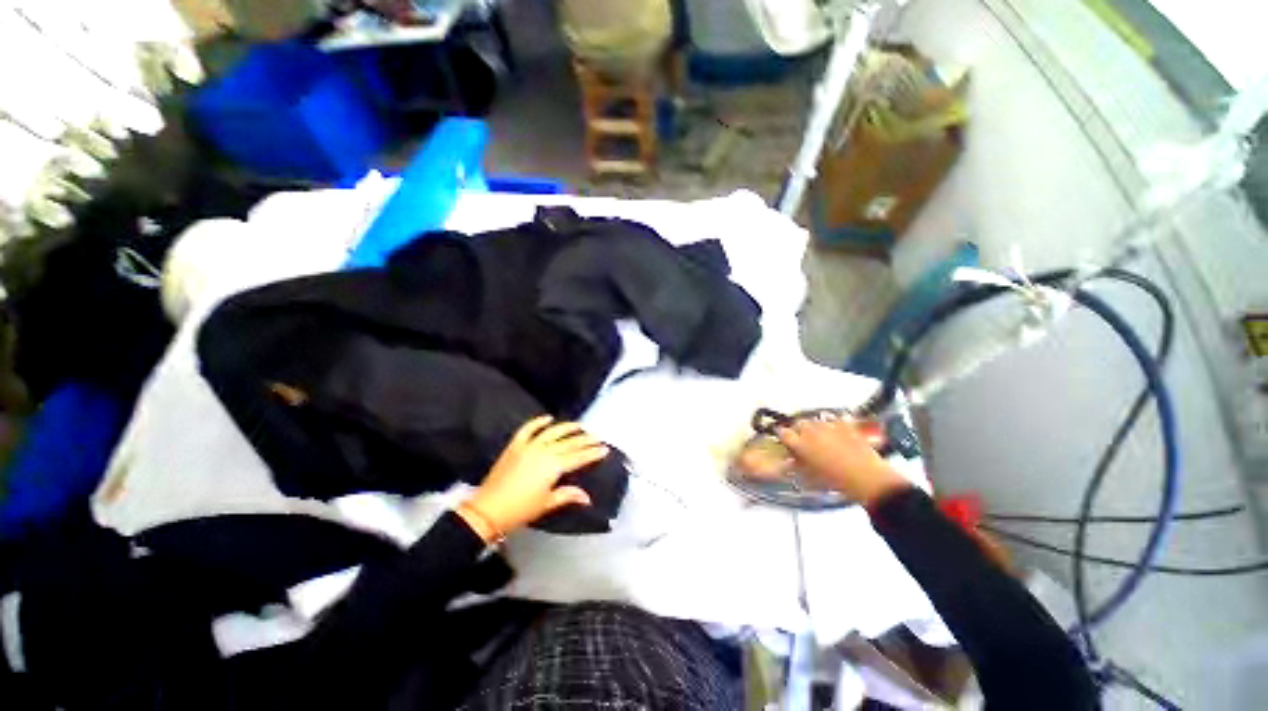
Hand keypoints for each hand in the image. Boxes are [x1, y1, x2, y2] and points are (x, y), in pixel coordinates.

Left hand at [459, 416, 608, 541]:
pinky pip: (528, 429)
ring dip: (567, 427)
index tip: (604, 448)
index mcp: (553, 466)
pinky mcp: (515, 445)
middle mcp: (544, 451)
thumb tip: (587, 497)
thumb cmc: (521, 510)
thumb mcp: (547, 503)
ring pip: (552, 431)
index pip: (578, 456)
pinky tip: (548, 418)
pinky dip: (538, 422)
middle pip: (569, 442)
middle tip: (597, 436)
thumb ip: (568, 495)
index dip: (592, 452)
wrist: (488, 510)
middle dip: (585, 439)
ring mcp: (528, 446)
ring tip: (579, 425)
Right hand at [776, 418, 909, 506]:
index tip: (786, 441)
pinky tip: (837, 432)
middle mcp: (812, 431)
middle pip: (799, 423)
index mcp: (801, 444)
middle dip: (799, 430)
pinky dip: (833, 424)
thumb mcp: (811, 477)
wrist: (869, 479)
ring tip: (821, 436)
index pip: (783, 433)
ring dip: (815, 427)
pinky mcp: (847, 425)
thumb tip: (793, 460)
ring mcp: (830, 426)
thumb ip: (799, 465)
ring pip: (816, 420)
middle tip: (803, 440)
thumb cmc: (837, 482)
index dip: (783, 436)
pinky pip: (835, 420)